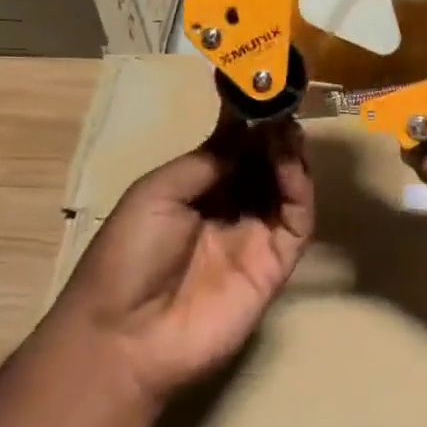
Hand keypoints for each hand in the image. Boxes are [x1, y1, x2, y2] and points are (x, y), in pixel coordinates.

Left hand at [58, 116, 314, 403]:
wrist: (126, 334)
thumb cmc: (128, 256)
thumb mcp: (157, 193)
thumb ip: (207, 161)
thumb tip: (246, 129)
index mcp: (197, 194)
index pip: (234, 152)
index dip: (250, 125)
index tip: (264, 92)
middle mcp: (230, 211)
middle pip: (265, 168)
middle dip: (275, 137)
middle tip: (285, 108)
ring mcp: (256, 239)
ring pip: (287, 191)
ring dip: (291, 158)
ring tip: (290, 130)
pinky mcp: (277, 264)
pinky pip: (297, 223)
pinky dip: (300, 191)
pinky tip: (292, 165)